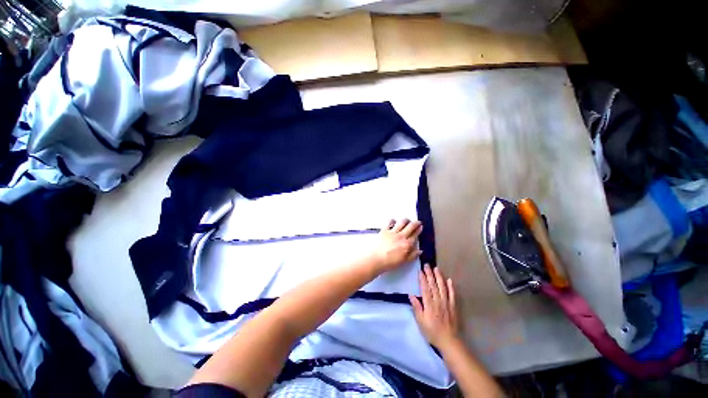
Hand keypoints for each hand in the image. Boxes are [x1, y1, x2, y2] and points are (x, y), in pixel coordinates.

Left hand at [370, 219, 422, 272]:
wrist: (376, 259)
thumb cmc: (390, 262)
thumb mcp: (404, 261)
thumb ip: (413, 255)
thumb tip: (420, 250)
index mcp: (407, 244)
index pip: (415, 235)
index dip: (419, 230)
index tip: (420, 227)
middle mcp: (401, 236)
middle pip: (411, 226)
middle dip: (416, 223)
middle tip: (417, 222)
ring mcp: (393, 232)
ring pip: (402, 222)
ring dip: (406, 220)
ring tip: (407, 221)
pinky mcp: (385, 230)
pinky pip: (390, 222)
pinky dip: (393, 220)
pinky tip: (394, 221)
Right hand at [409, 264, 459, 348]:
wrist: (449, 341)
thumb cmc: (432, 332)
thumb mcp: (420, 322)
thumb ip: (417, 307)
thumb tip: (411, 295)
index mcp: (429, 304)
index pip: (425, 288)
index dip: (422, 279)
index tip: (420, 271)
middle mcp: (438, 301)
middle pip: (433, 285)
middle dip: (429, 274)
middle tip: (427, 265)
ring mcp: (447, 303)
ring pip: (442, 287)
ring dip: (439, 277)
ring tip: (436, 268)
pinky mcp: (453, 306)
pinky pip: (452, 294)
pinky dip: (451, 287)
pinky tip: (449, 280)